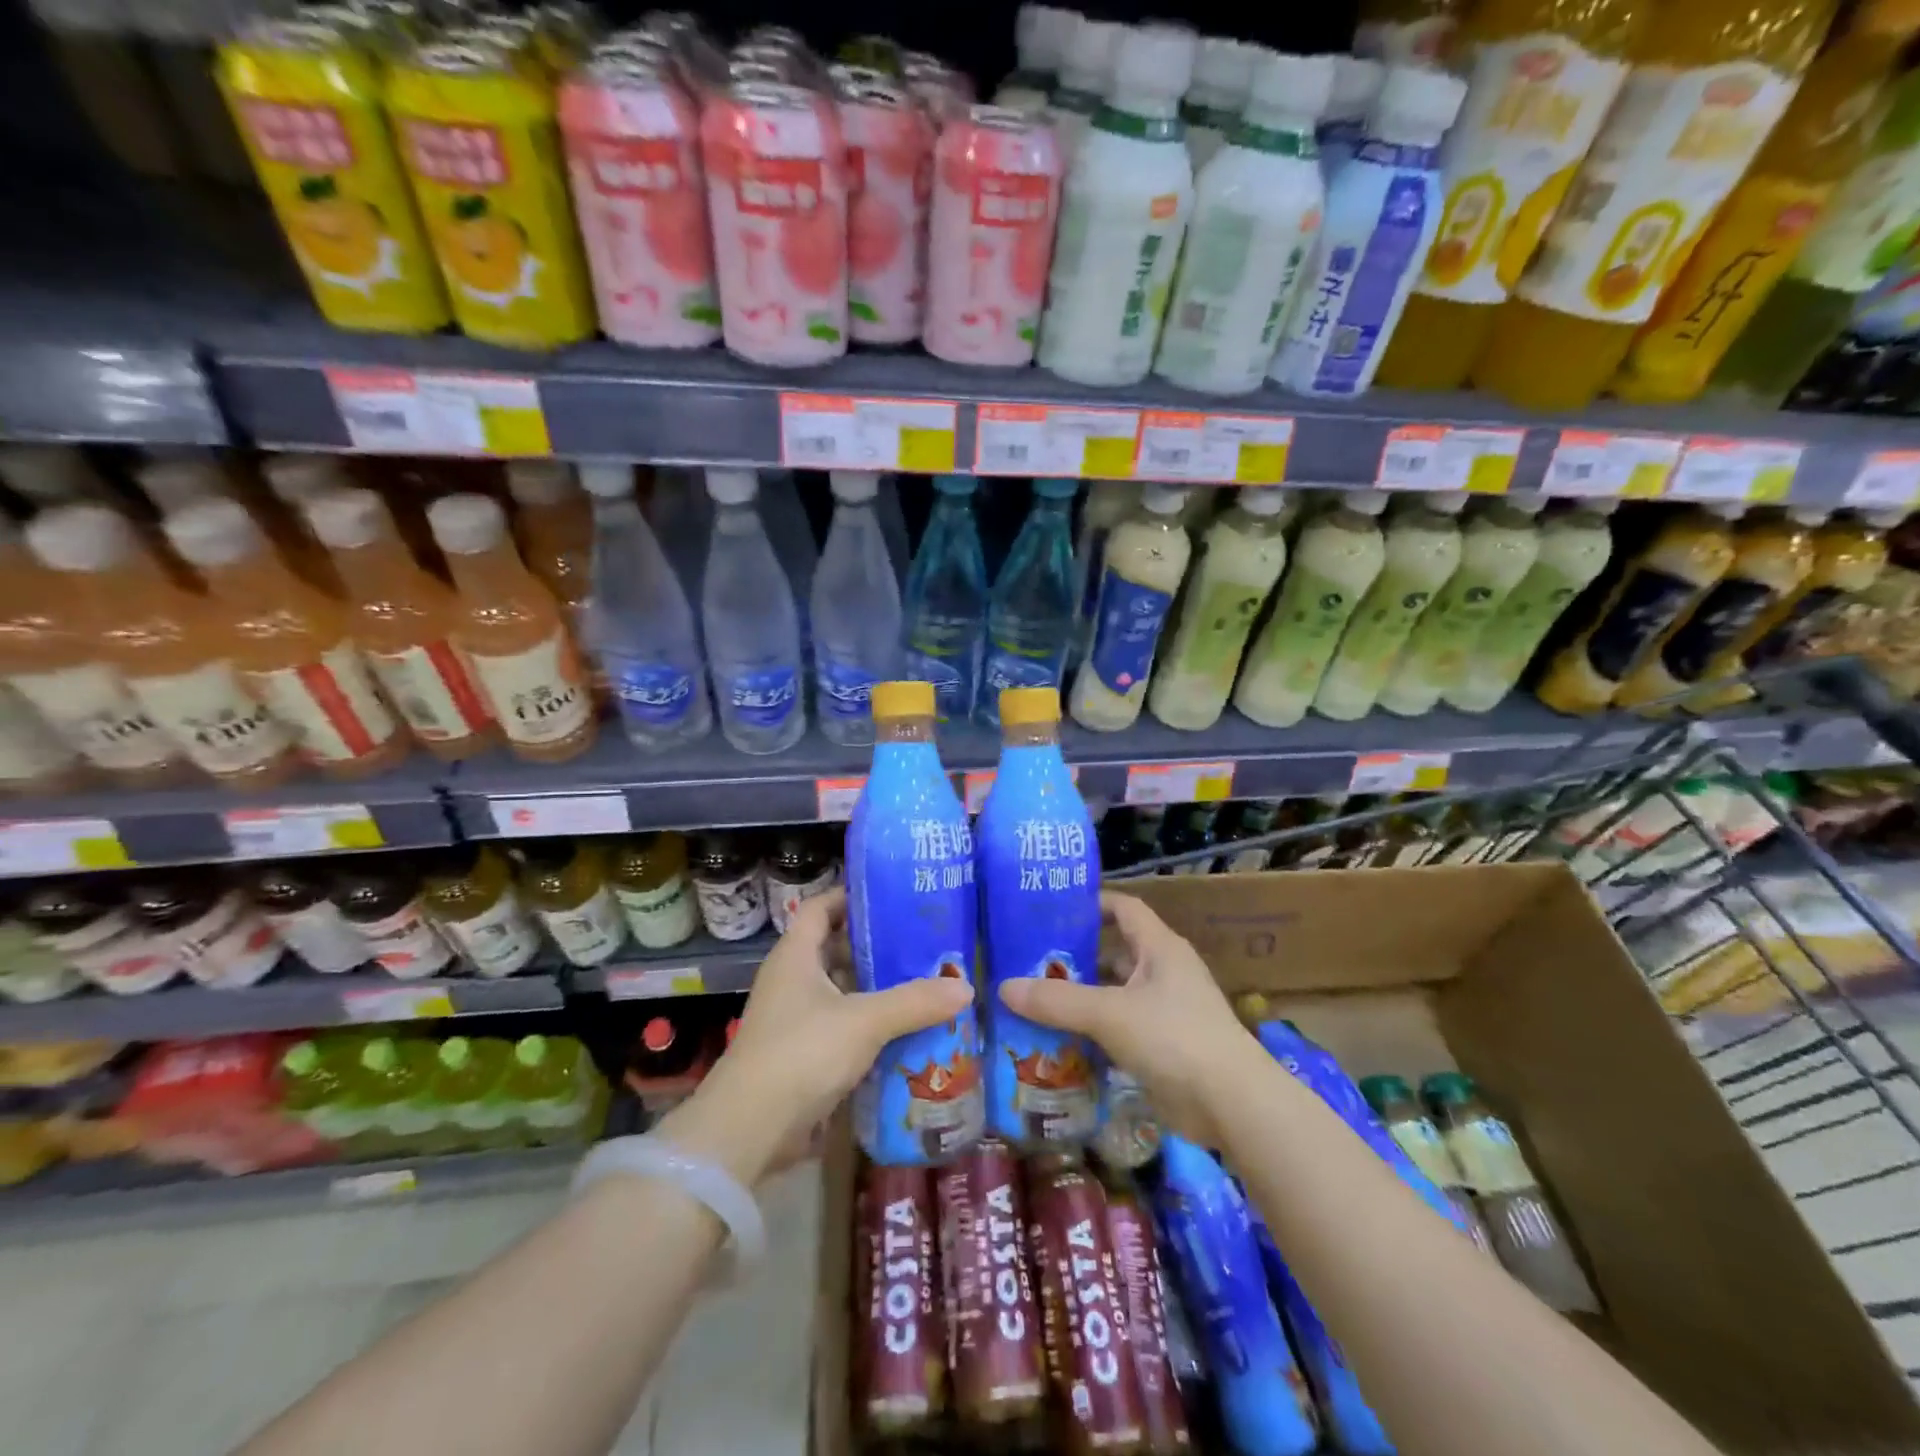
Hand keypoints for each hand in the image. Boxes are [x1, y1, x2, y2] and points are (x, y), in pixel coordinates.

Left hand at [661, 889, 972, 1183]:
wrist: (750, 1130)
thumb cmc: (801, 1053)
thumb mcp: (864, 1021)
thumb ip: (915, 1002)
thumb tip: (966, 987)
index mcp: (795, 955)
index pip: (821, 907)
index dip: (852, 896)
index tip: (892, 894)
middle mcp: (792, 980)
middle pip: (835, 949)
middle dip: (877, 945)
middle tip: (923, 941)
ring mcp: (794, 1019)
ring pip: (842, 990)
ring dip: (876, 988)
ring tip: (924, 981)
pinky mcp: (802, 1054)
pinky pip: (842, 1026)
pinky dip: (870, 1024)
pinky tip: (905, 1028)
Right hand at [998, 892, 1259, 1148]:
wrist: (1233, 1105)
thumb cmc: (1174, 1038)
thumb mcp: (1109, 1013)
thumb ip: (1057, 1001)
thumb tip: (1004, 987)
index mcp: (1159, 948)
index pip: (1124, 908)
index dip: (1092, 903)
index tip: (1051, 909)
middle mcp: (1164, 972)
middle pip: (1114, 953)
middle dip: (1076, 957)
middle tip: (1030, 961)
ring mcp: (1166, 1011)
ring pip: (1115, 995)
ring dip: (1082, 999)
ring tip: (1036, 1000)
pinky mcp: (1164, 1047)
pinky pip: (1121, 1029)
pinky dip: (1094, 1032)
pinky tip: (1061, 1041)